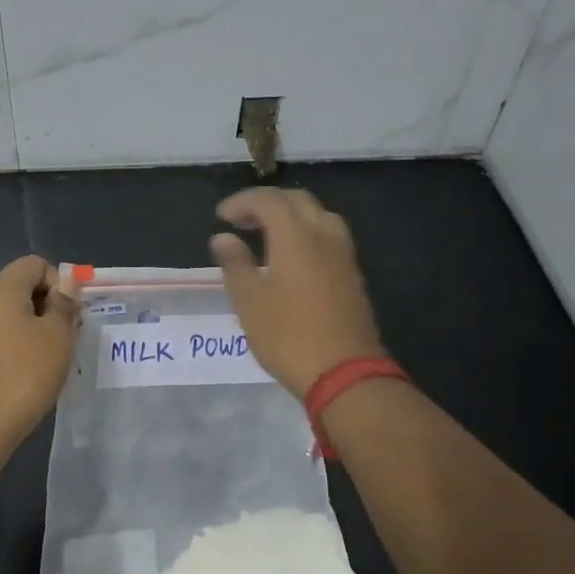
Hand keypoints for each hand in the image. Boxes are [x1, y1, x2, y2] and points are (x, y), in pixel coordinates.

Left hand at [0, 256, 80, 457]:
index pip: (34, 264)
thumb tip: (67, 281)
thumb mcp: (57, 338)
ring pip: (5, 314)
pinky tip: (22, 375)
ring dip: (30, 328)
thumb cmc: (22, 377)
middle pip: (18, 287)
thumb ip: (64, 304)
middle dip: (46, 306)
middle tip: (63, 340)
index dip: (59, 284)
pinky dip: (11, 346)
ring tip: (45, 361)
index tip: (69, 317)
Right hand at [210, 188, 387, 399]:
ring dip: (291, 216)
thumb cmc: (287, 335)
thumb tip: (223, 238)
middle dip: (267, 203)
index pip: (268, 200)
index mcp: (296, 237)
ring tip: (268, 235)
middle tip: (242, 221)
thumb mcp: (249, 300)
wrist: (344, 373)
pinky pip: (329, 237)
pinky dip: (306, 233)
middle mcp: (324, 236)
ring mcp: (344, 256)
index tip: (221, 217)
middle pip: (298, 201)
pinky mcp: (353, 276)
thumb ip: (235, 263)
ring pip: (319, 216)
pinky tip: (292, 257)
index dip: (242, 201)